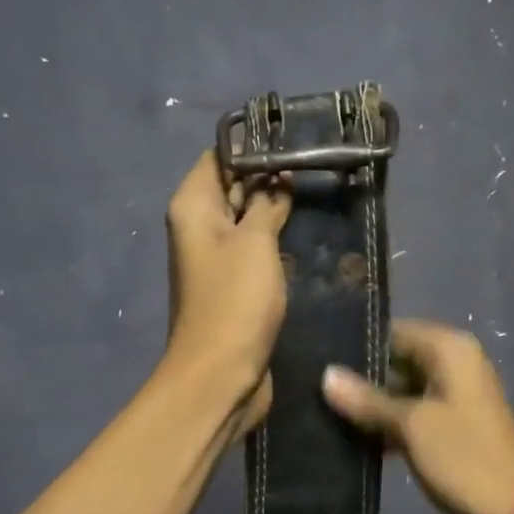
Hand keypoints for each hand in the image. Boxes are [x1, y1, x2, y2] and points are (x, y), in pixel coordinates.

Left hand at [164, 150, 291, 435]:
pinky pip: (256, 251)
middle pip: (233, 187)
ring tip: (320, 192)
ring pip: (249, 221)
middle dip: (270, 177)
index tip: (295, 139)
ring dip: (277, 211)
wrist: (222, 375)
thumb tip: (277, 177)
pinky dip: (277, 241)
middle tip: (318, 163)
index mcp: (193, 208)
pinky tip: (308, 233)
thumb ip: (266, 203)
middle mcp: (200, 228)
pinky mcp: (235, 287)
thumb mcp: (255, 242)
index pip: (218, 157)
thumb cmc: (235, 301)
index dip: (253, 146)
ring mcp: (217, 259)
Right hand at [322, 320, 513, 513]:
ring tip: (324, 411)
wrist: (513, 512)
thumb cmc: (464, 456)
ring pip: (403, 390)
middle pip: (398, 360)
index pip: (395, 332)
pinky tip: (353, 437)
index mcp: (451, 350)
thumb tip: (326, 375)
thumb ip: (368, 400)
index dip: (359, 345)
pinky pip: (412, 415)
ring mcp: (455, 398)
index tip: (318, 357)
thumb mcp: (411, 425)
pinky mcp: (452, 428)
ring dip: (372, 404)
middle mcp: (455, 365)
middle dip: (361, 376)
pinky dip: (389, 424)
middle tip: (315, 388)